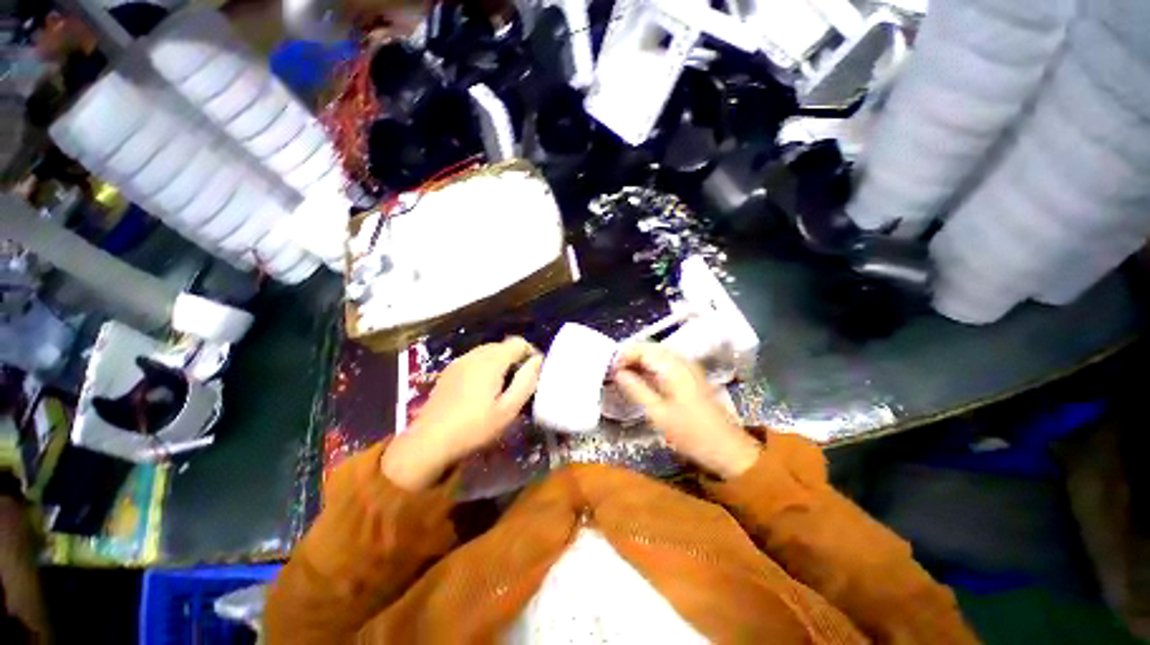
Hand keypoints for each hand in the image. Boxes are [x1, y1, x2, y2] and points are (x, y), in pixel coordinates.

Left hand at [382, 337, 542, 490]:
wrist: (428, 442)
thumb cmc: (474, 427)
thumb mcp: (508, 409)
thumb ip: (526, 381)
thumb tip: (538, 360)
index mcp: (491, 361)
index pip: (519, 343)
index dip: (531, 354)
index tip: (534, 374)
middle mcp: (475, 354)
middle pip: (503, 346)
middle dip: (516, 359)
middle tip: (519, 383)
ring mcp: (459, 361)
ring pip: (488, 352)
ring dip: (500, 363)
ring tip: (502, 388)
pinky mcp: (449, 371)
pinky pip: (474, 360)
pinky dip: (485, 367)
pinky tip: (481, 390)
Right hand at [613, 343, 760, 479]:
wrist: (727, 448)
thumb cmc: (691, 433)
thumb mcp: (658, 413)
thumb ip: (636, 389)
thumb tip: (618, 373)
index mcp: (673, 367)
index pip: (643, 349)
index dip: (624, 355)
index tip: (610, 370)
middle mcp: (681, 362)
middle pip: (651, 348)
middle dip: (630, 356)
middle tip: (615, 372)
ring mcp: (688, 368)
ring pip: (658, 354)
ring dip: (640, 360)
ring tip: (625, 375)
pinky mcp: (691, 377)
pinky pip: (666, 363)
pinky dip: (651, 366)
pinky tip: (643, 379)